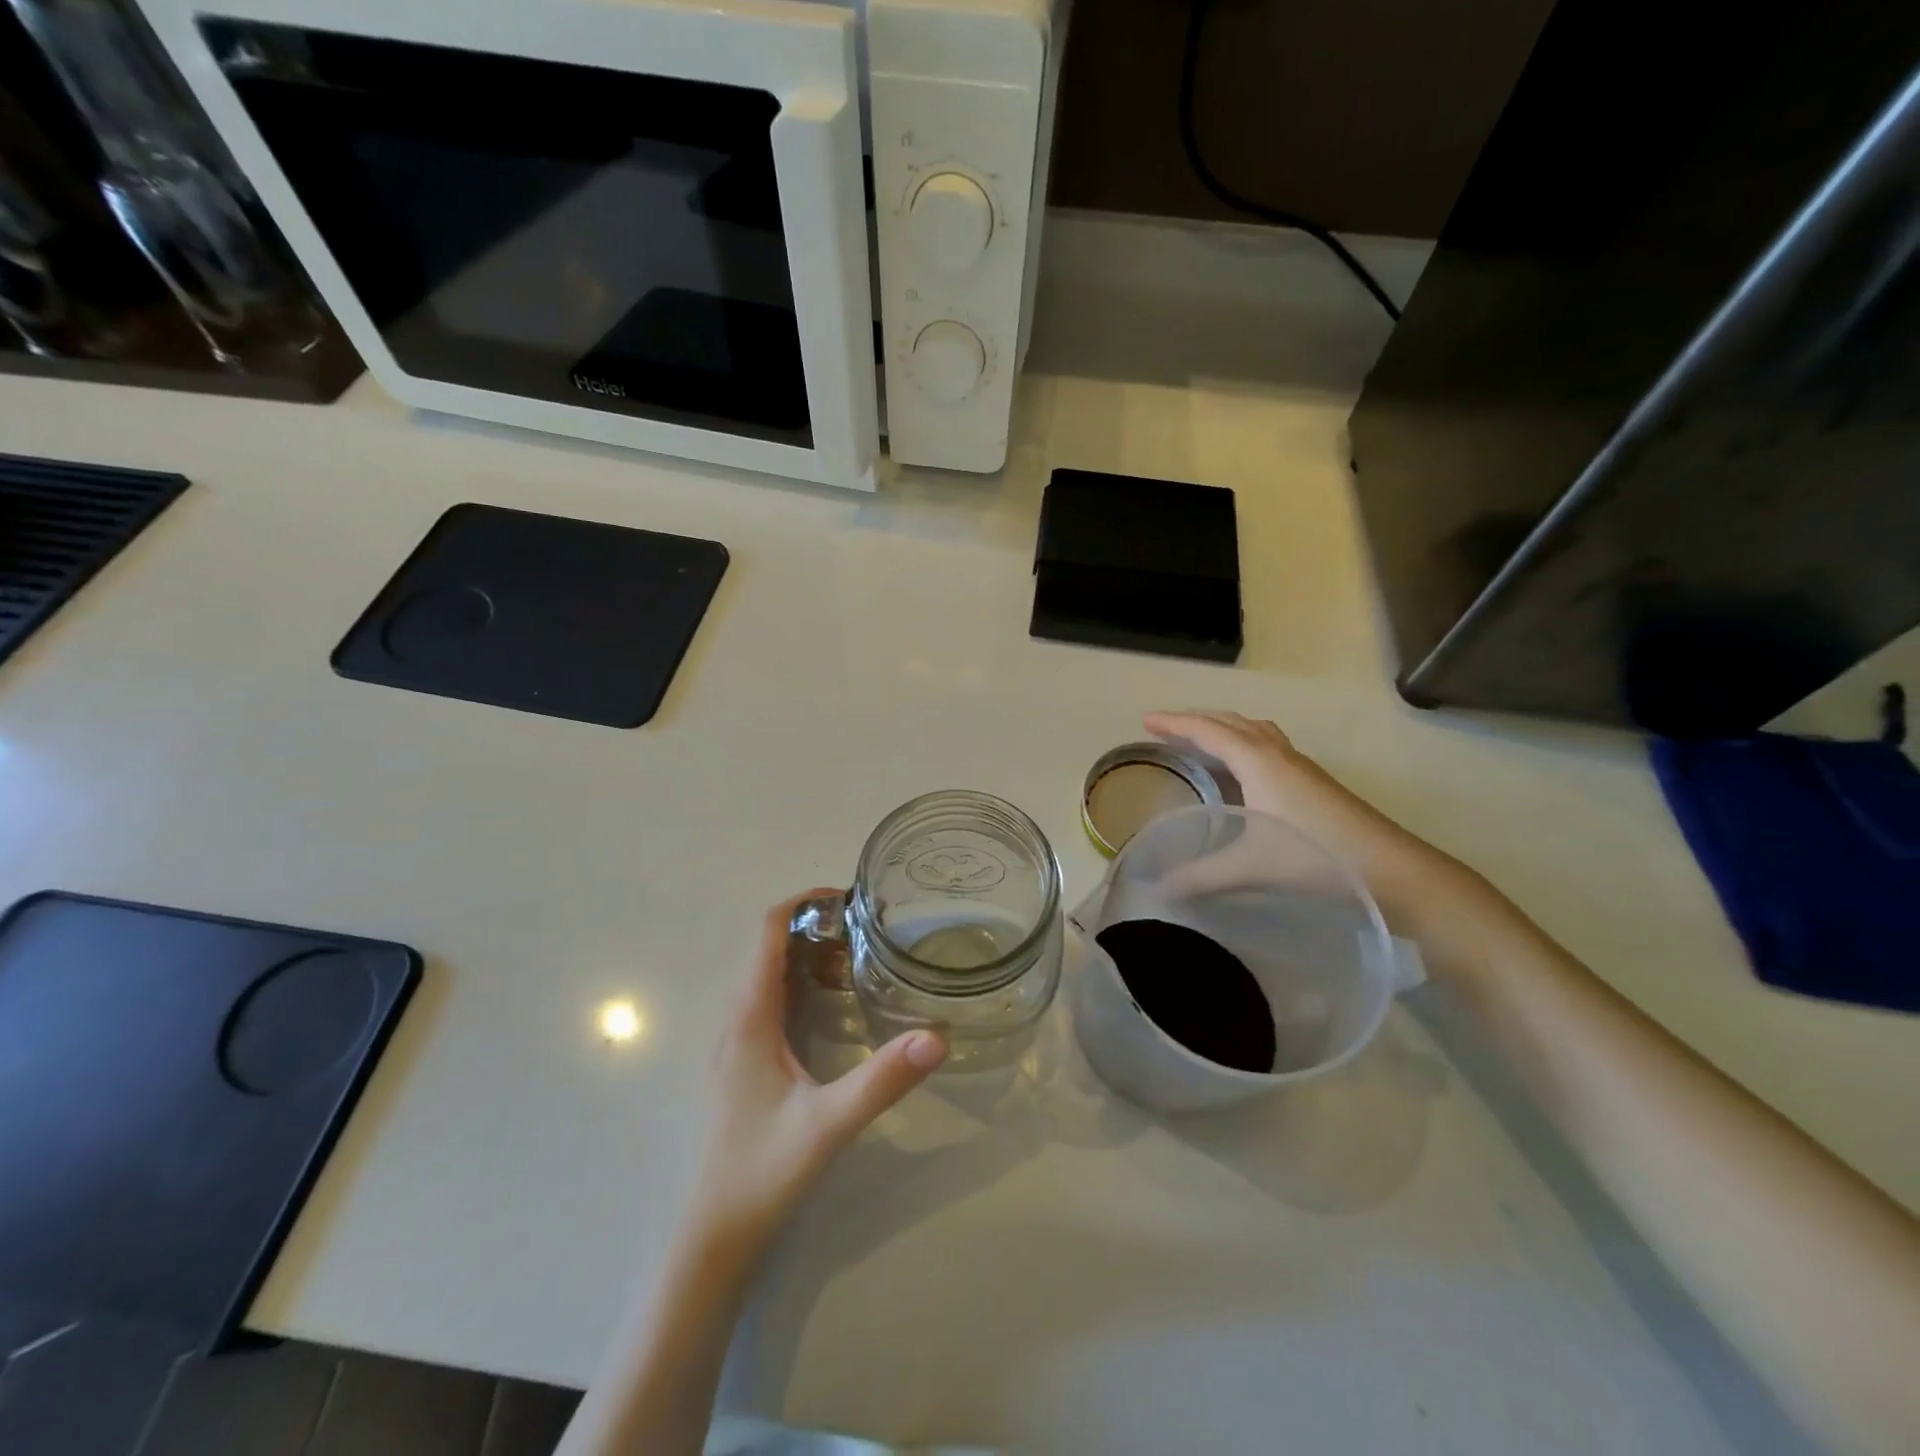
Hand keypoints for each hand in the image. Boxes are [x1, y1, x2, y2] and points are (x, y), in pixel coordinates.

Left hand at [689, 891, 946, 1252]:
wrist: (712, 1240)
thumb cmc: (762, 1173)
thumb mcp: (830, 1123)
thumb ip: (883, 1079)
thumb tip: (938, 1037)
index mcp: (750, 1016)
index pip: (768, 930)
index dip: (804, 901)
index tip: (851, 897)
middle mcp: (738, 1018)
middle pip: (771, 945)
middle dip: (817, 925)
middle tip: (871, 928)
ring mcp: (738, 1041)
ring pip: (771, 973)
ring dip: (810, 953)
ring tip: (862, 956)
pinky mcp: (745, 1063)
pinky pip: (772, 1000)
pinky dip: (804, 983)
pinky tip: (837, 1005)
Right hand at [1143, 711, 1486, 941]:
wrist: (1392, 869)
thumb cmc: (1315, 856)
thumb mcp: (1249, 867)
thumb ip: (1201, 875)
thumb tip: (1158, 886)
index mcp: (1257, 761)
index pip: (1208, 731)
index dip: (1175, 724)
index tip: (1145, 721)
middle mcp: (1277, 754)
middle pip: (1231, 722)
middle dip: (1196, 720)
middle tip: (1166, 729)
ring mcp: (1300, 766)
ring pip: (1254, 731)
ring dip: (1224, 728)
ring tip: (1201, 740)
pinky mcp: (1314, 782)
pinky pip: (1268, 745)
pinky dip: (1245, 744)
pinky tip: (1243, 772)